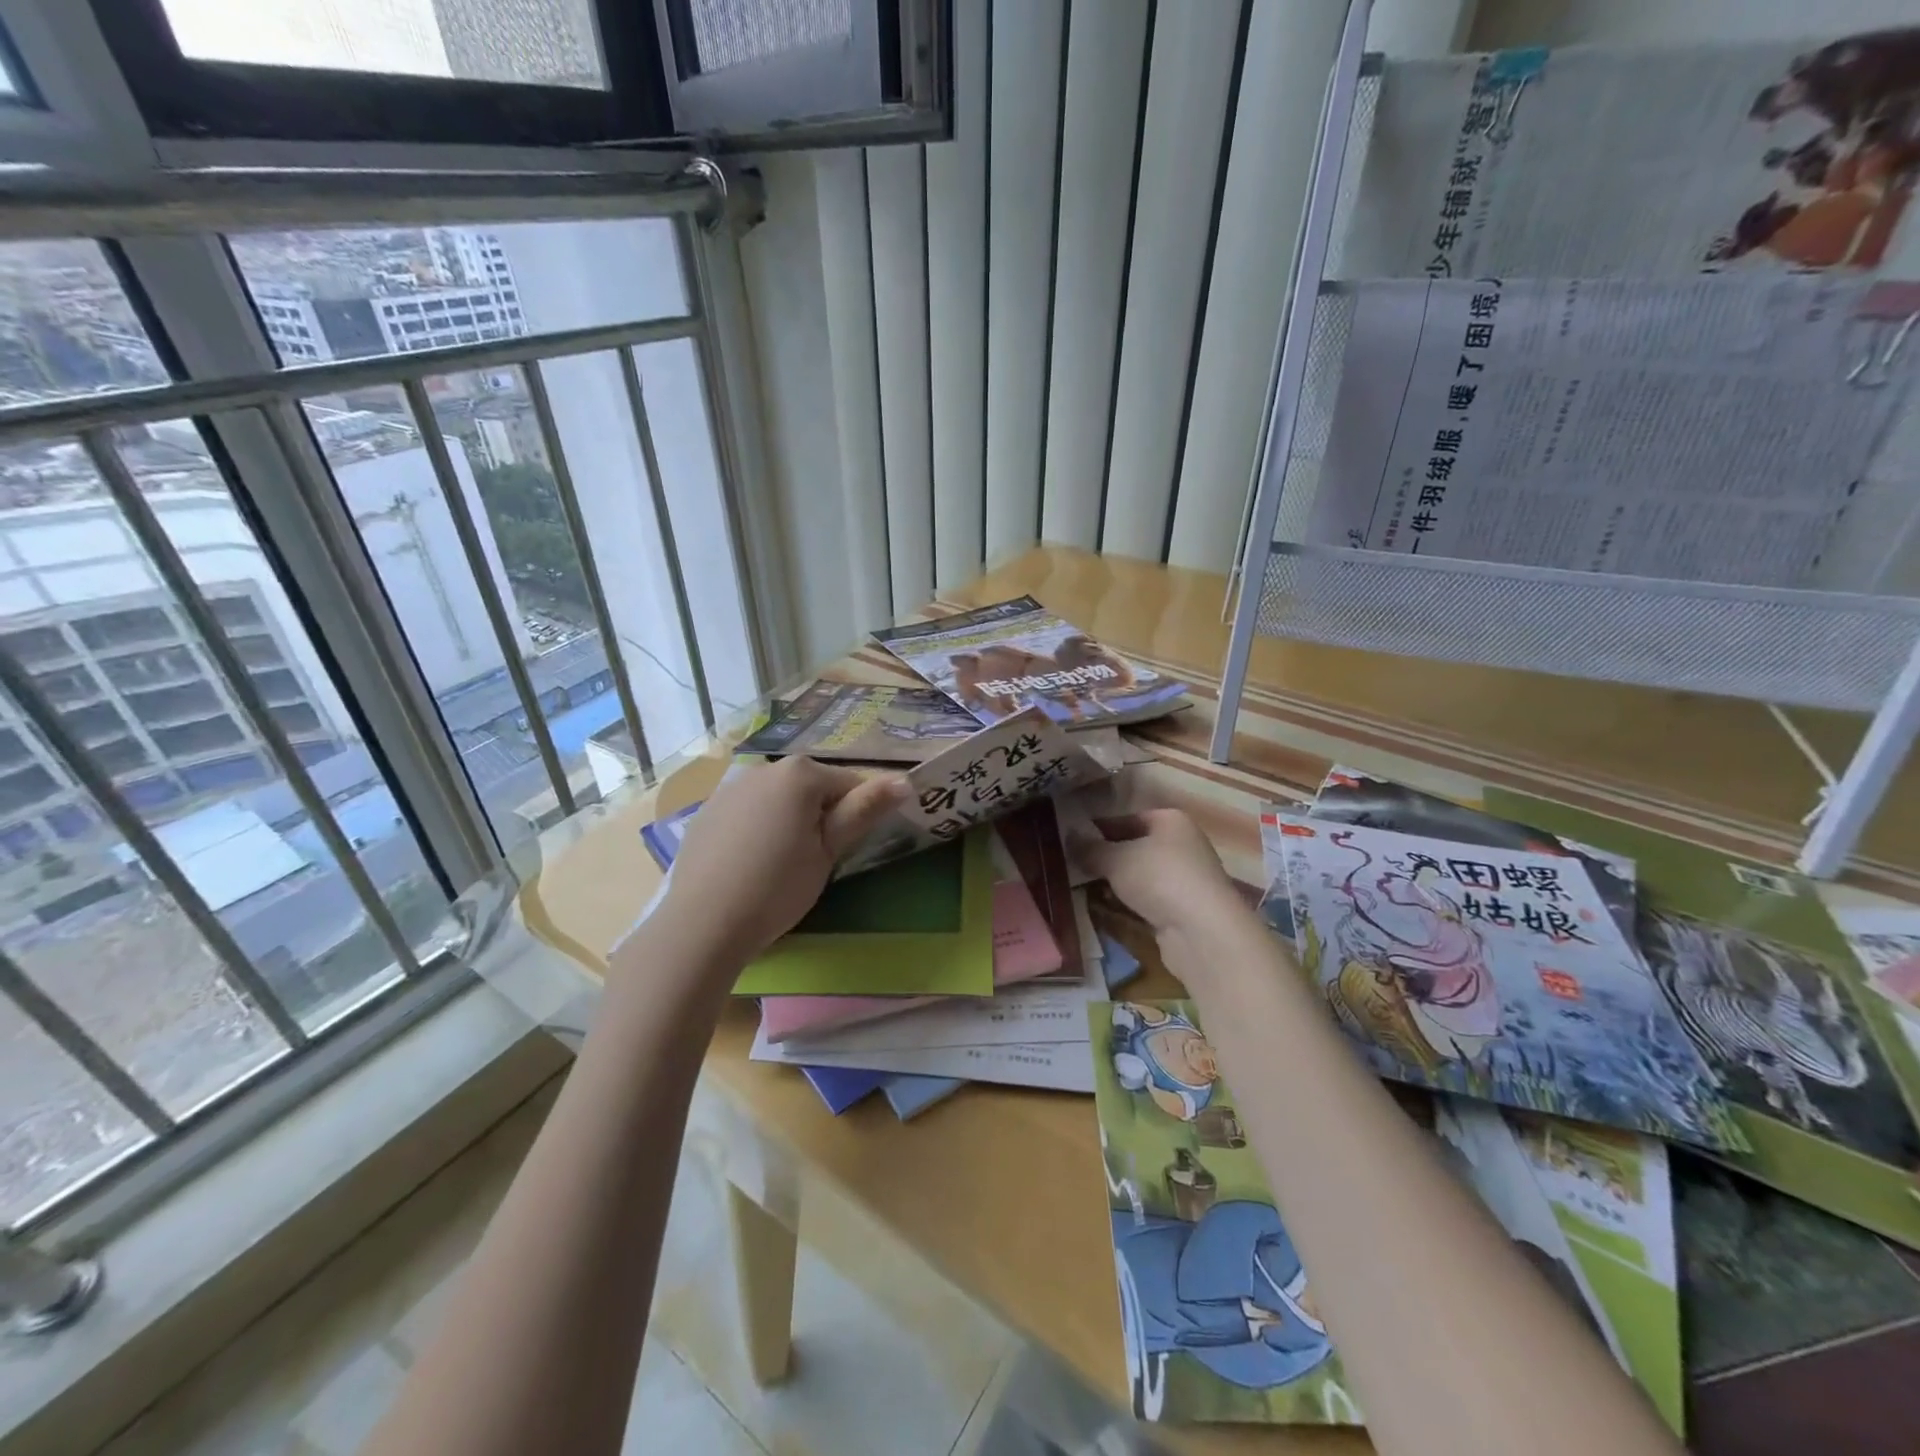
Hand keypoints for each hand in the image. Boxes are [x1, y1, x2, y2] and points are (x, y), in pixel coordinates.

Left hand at [656, 757, 906, 963]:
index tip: (852, 847)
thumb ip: (863, 810)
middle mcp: (763, 769)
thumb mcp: (828, 851)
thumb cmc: (778, 887)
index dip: (859, 814)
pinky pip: (747, 812)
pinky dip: (757, 828)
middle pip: (810, 786)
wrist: (703, 924)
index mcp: (799, 773)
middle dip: (822, 814)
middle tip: (819, 859)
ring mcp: (729, 789)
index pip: (849, 783)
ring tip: (783, 864)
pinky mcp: (706, 812)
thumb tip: (904, 781)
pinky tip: (750, 864)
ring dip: (789, 819)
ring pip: (777, 798)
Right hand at [1076, 808, 1245, 939]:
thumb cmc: (1159, 878)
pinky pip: (1147, 899)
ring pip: (1139, 875)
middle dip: (1104, 857)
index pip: (1126, 818)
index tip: (1070, 841)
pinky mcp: (1182, 909)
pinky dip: (1127, 903)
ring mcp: (1184, 878)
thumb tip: (1069, 837)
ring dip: (1114, 882)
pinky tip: (1105, 908)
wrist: (1202, 932)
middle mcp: (1182, 844)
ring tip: (1081, 887)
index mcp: (1170, 821)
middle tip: (1071, 865)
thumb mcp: (1116, 858)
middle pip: (1133, 846)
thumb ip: (1090, 848)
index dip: (1097, 828)